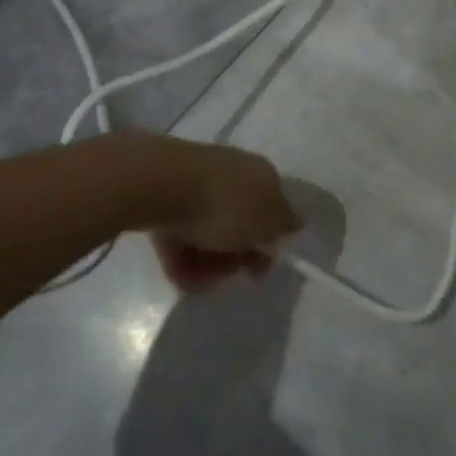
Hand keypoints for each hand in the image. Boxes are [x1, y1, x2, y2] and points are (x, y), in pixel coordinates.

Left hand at [145, 139, 299, 292]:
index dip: (269, 244)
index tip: (258, 271)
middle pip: (240, 225)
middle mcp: (233, 174)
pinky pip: (181, 232)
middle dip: (234, 258)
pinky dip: (182, 256)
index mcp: (262, 175)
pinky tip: (178, 275)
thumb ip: (283, 225)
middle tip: (225, 276)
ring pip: (209, 232)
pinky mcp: (167, 197)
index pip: (275, 210)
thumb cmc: (223, 206)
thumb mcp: (266, 222)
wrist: (160, 185)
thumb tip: (295, 222)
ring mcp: (198, 184)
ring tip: (196, 281)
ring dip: (207, 263)